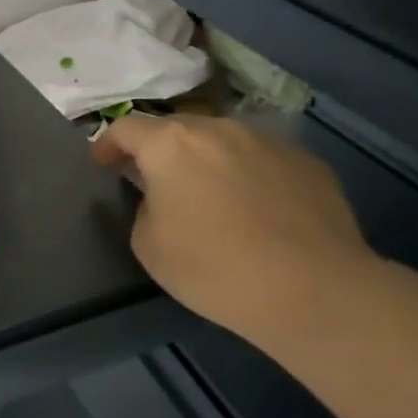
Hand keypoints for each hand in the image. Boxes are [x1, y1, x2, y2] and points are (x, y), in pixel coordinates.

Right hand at [92, 114, 379, 347]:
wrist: (314, 290)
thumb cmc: (214, 268)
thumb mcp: (148, 245)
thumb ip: (144, 208)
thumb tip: (162, 199)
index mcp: (171, 145)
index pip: (126, 128)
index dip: (108, 145)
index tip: (103, 165)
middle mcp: (219, 129)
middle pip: (176, 128)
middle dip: (159, 150)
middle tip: (156, 182)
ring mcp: (268, 142)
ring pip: (222, 141)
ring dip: (206, 160)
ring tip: (210, 196)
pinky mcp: (307, 162)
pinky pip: (262, 160)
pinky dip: (247, 175)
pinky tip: (256, 212)